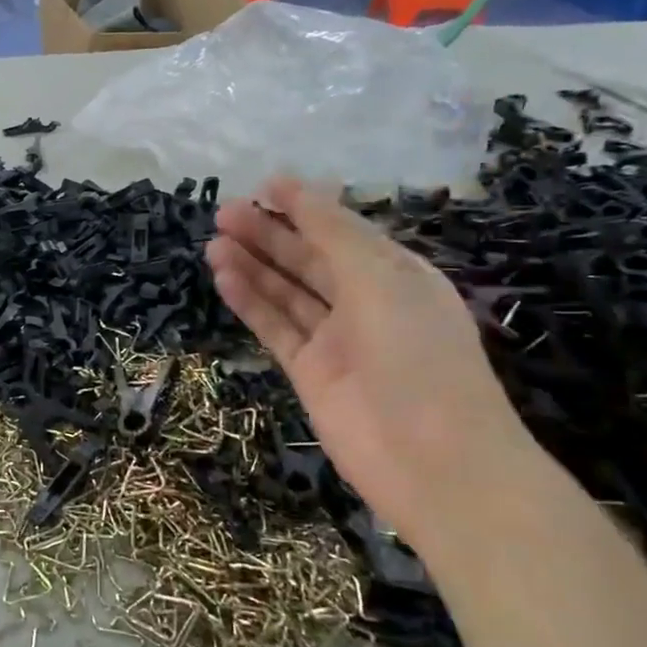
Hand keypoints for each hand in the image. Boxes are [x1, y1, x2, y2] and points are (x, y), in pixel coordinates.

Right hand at [206, 177, 535, 552]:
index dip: (304, 207)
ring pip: (287, 292)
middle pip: (308, 259)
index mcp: (397, 275)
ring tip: (214, 242)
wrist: (433, 460)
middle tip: (223, 213)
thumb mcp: (381, 279)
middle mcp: (366, 302)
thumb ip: (333, 233)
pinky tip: (224, 278)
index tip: (263, 185)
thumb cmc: (417, 355)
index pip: (343, 231)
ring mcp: (336, 340)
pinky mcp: (310, 372)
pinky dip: (250, 302)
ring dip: (253, 266)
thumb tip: (298, 188)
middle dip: (269, 234)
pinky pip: (275, 327)